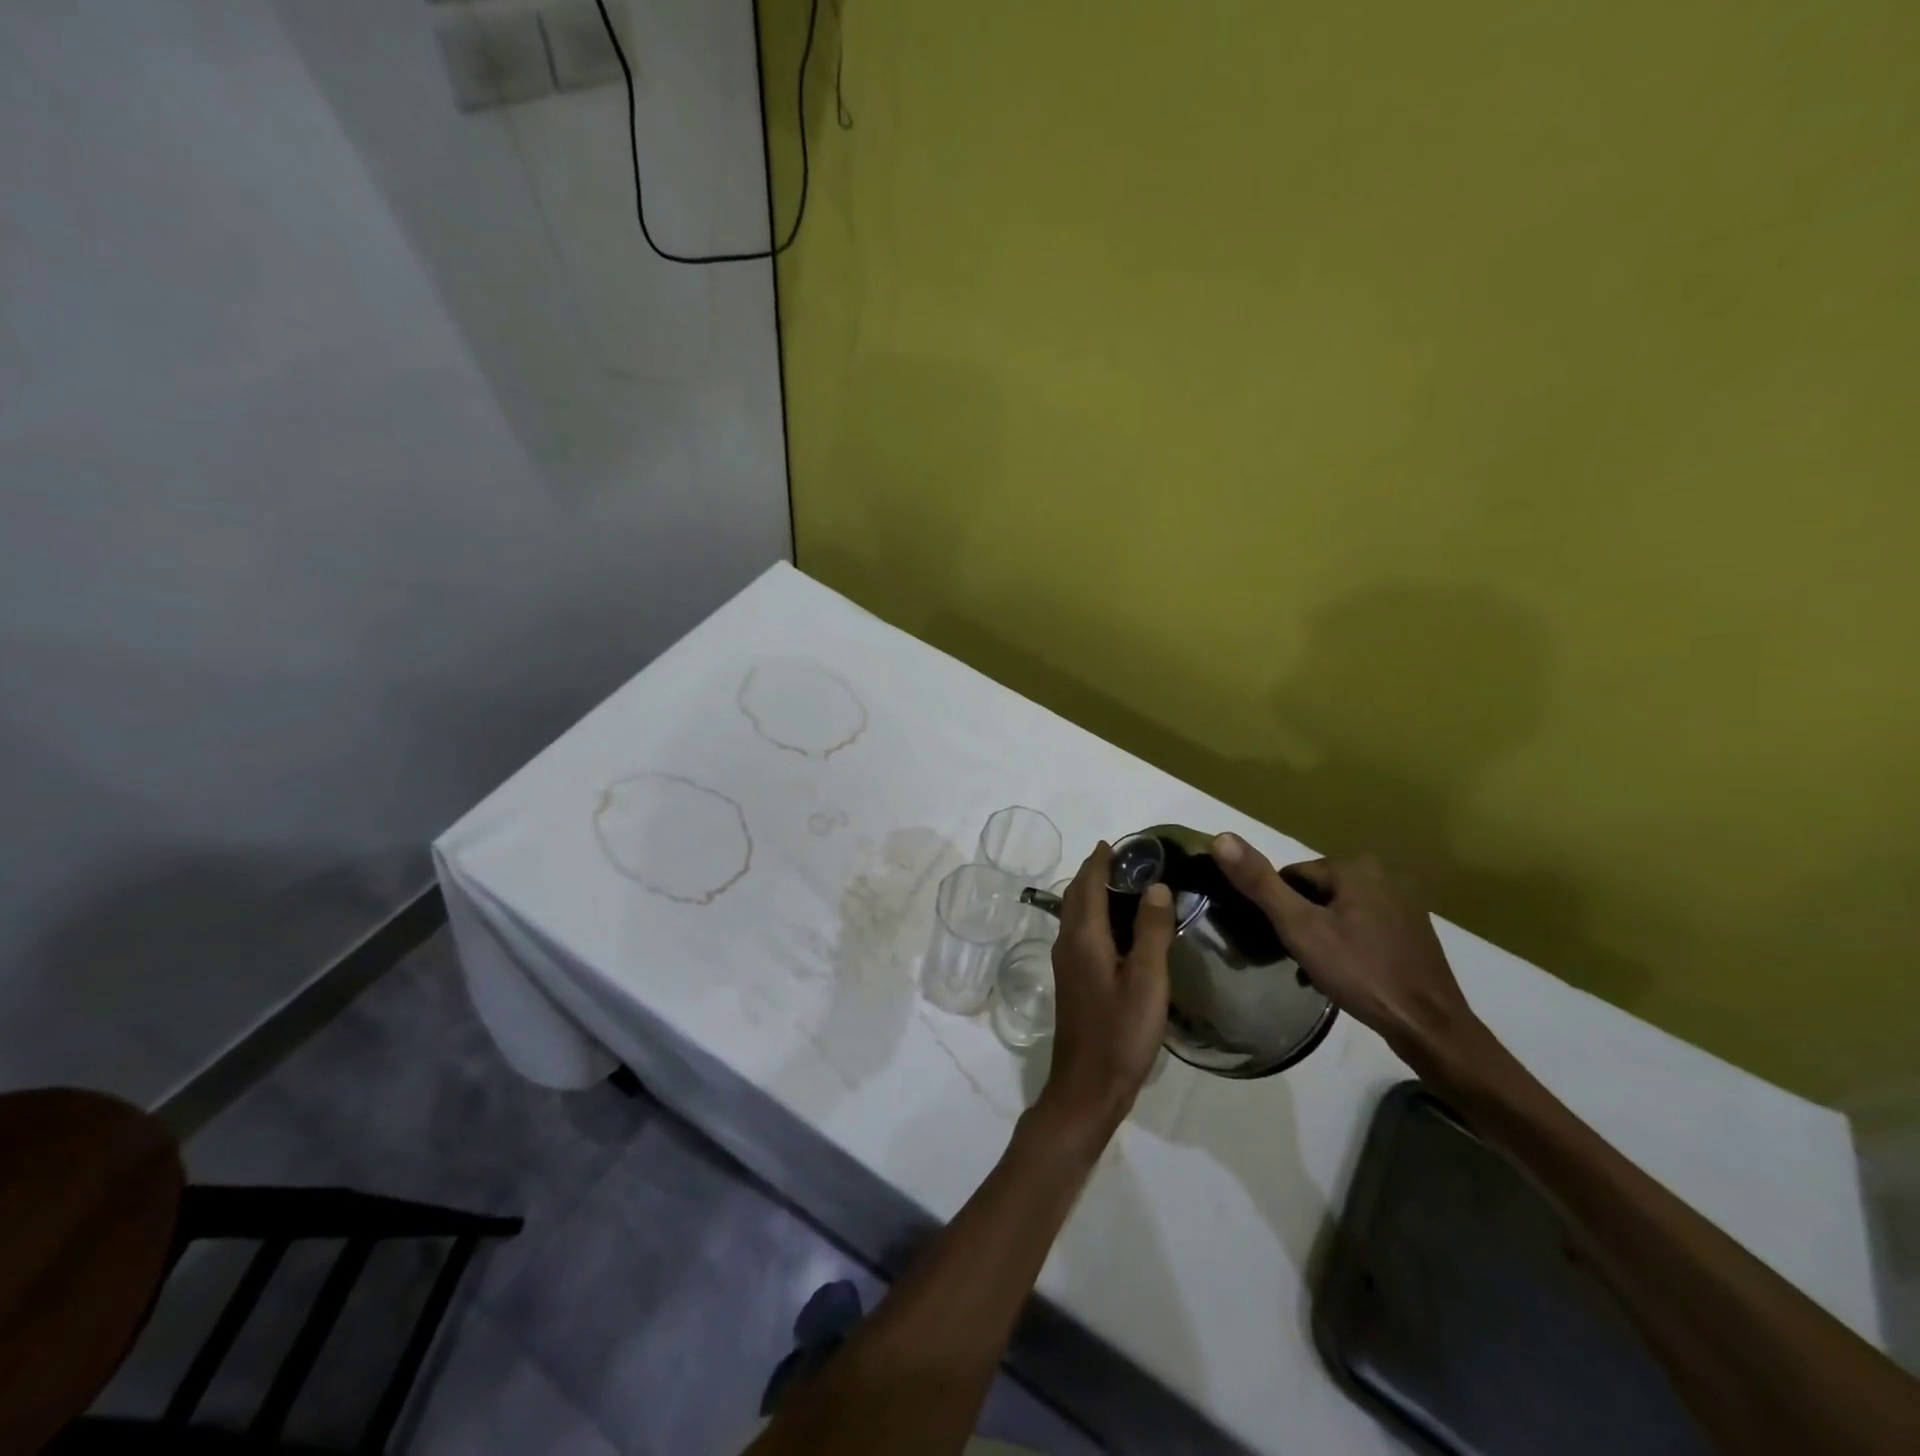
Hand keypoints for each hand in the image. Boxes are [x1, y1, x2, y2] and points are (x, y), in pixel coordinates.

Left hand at [1039, 843, 1174, 1133]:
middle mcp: (1068, 943)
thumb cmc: (1120, 1033)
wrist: (1087, 1086)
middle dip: (1094, 872)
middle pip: (1077, 895)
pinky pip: (1080, 932)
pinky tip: (1115, 927)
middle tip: (1124, 858)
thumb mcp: (1147, 982)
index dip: (1100, 861)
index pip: (1088, 885)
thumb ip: (1151, 932)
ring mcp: (1067, 963)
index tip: (1115, 842)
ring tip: (1121, 883)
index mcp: (1084, 937)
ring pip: (1076, 914)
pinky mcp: (1072, 980)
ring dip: (1092, 892)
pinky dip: (1093, 915)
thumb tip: (1156, 885)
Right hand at [1211, 834, 1482, 1068]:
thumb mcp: (1299, 928)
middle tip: (1301, 960)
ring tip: (1322, 972)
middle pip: (1316, 893)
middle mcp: (1383, 872)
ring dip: (1324, 936)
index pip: (1291, 878)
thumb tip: (1220, 837)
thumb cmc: (1360, 972)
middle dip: (1303, 924)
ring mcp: (1404, 901)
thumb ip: (1260, 883)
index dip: (1281, 912)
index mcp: (1354, 865)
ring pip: (1339, 911)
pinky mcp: (1414, 928)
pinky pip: (1364, 926)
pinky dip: (1350, 945)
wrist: (1429, 1026)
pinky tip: (1349, 974)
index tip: (1285, 943)